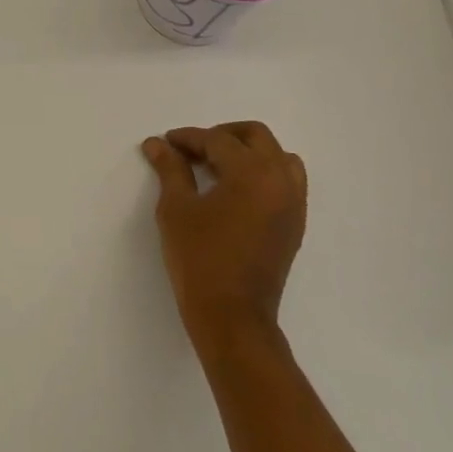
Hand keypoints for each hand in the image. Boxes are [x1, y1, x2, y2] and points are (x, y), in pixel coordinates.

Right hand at [141, 122, 307, 351]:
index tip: (165, 142)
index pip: (218, 141)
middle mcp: (281, 180)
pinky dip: (264, 173)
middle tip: (192, 149)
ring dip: (248, 152)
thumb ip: (171, 170)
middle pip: (256, 136)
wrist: (232, 316)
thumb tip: (158, 144)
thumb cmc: (199, 259)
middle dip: (222, 135)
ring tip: (217, 167)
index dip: (188, 138)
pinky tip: (236, 190)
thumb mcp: (176, 210)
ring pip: (278, 156)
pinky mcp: (295, 223)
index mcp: (252, 172)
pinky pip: (286, 181)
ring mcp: (293, 202)